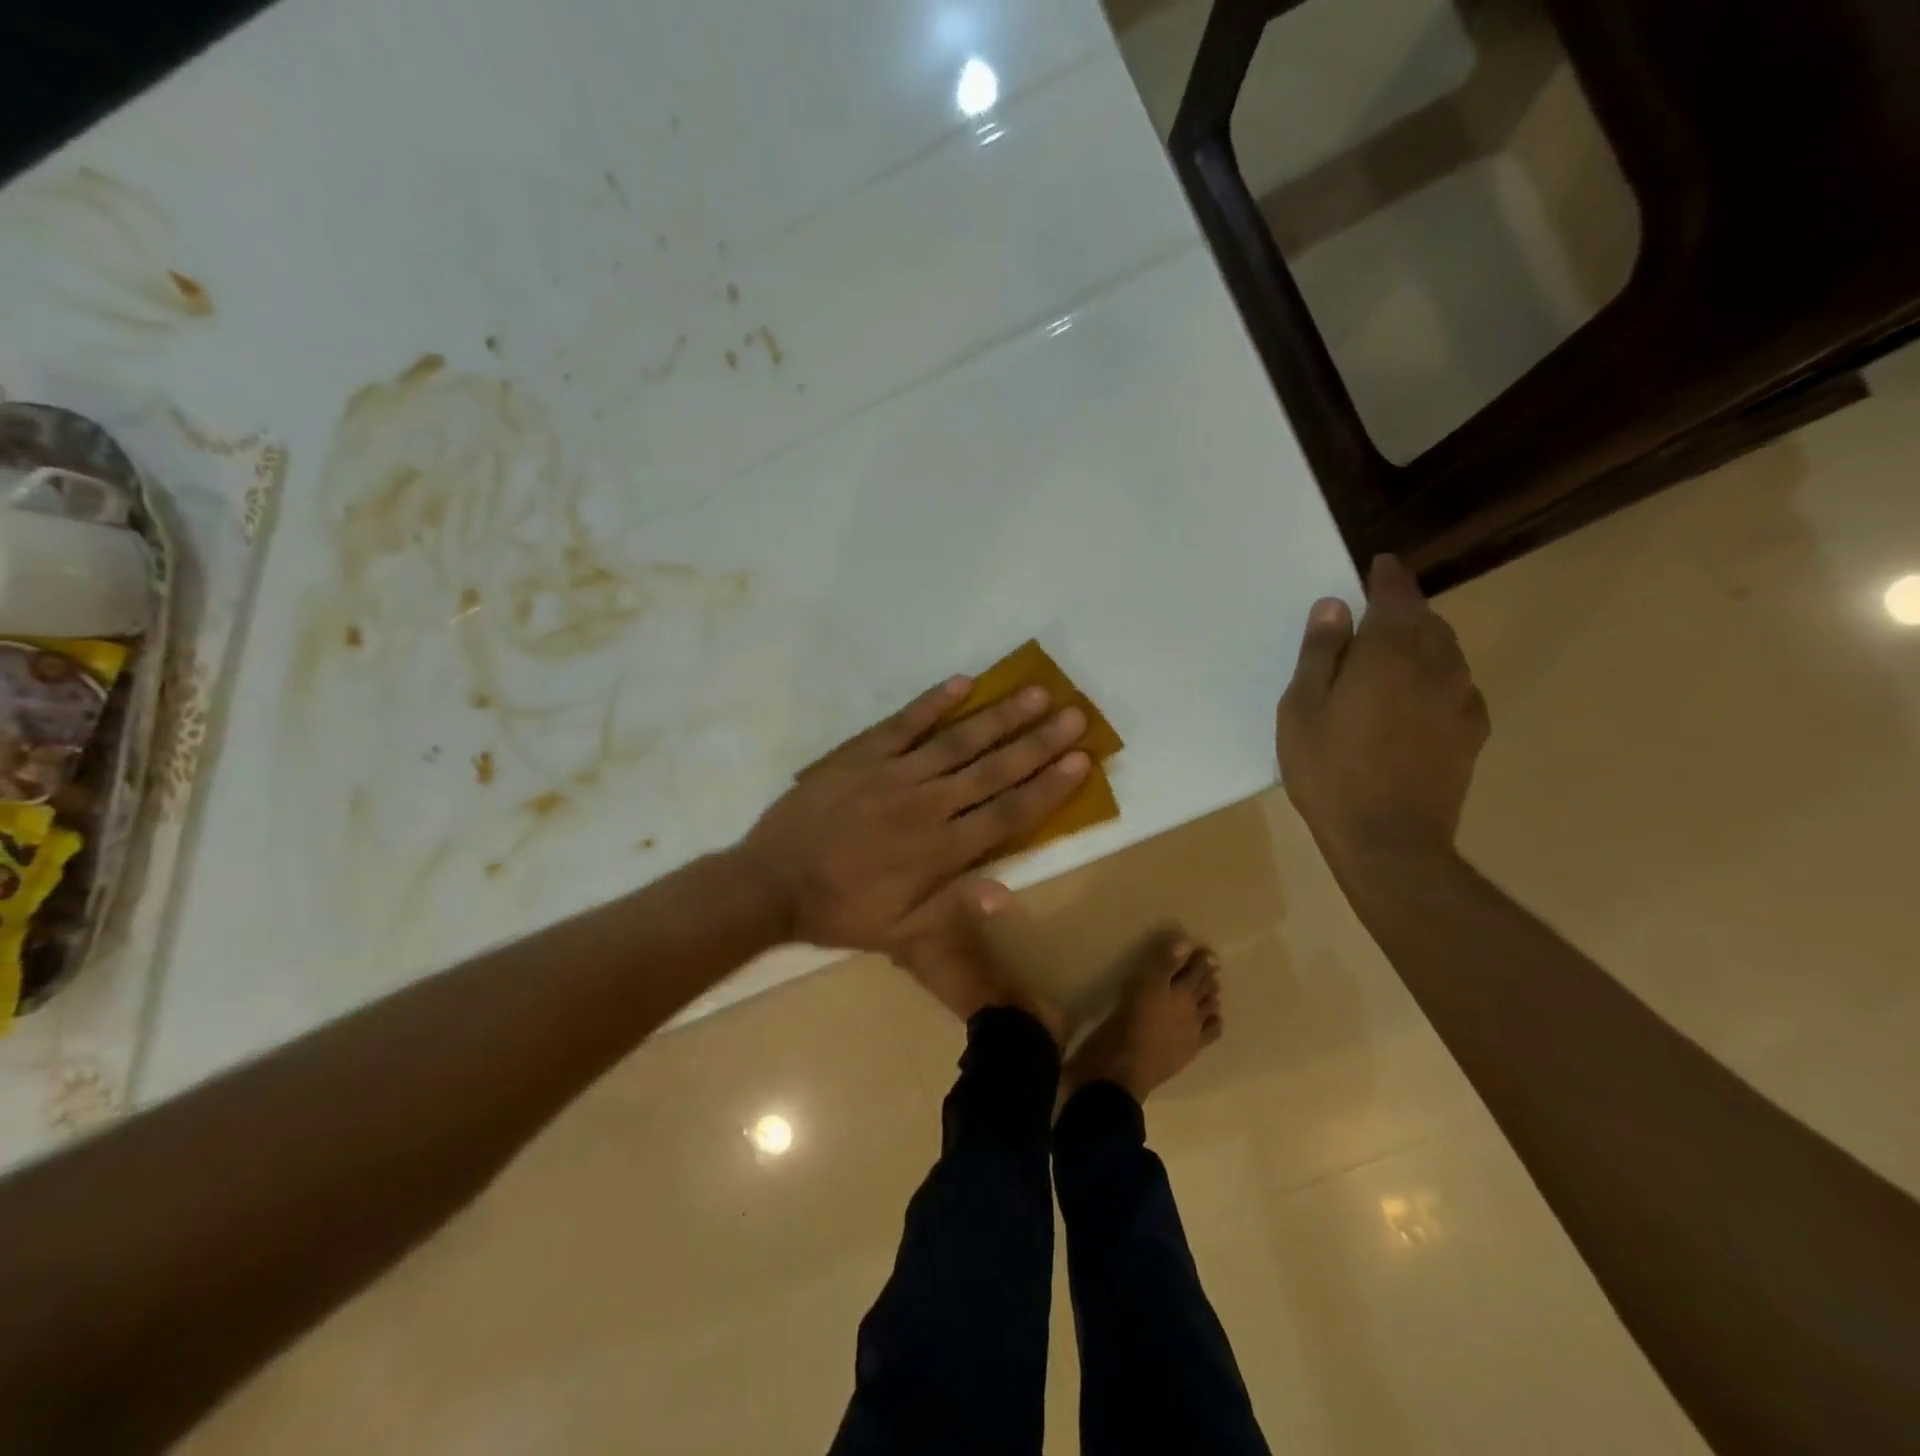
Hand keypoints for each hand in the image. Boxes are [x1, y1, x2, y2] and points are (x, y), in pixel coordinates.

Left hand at [737, 676, 1089, 950]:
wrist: (771, 883)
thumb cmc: (841, 910)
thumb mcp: (899, 931)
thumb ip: (953, 908)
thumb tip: (1010, 893)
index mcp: (940, 850)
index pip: (1006, 813)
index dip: (1046, 786)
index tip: (1080, 760)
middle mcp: (926, 805)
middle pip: (992, 769)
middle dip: (1038, 743)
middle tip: (1074, 716)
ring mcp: (893, 774)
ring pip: (957, 741)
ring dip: (999, 716)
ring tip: (1035, 692)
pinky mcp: (862, 755)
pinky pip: (904, 723)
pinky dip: (933, 702)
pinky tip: (963, 682)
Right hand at [1276, 554, 1488, 873]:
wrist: (1388, 840)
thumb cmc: (1330, 770)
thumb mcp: (1303, 708)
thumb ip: (1321, 653)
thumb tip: (1334, 606)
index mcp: (1391, 652)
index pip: (1396, 596)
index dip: (1387, 577)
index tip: (1379, 565)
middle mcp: (1437, 665)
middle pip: (1427, 621)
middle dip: (1404, 612)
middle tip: (1373, 619)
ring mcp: (1460, 700)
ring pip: (1446, 654)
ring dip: (1422, 644)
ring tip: (1391, 659)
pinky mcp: (1471, 734)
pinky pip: (1455, 688)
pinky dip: (1435, 679)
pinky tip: (1414, 701)